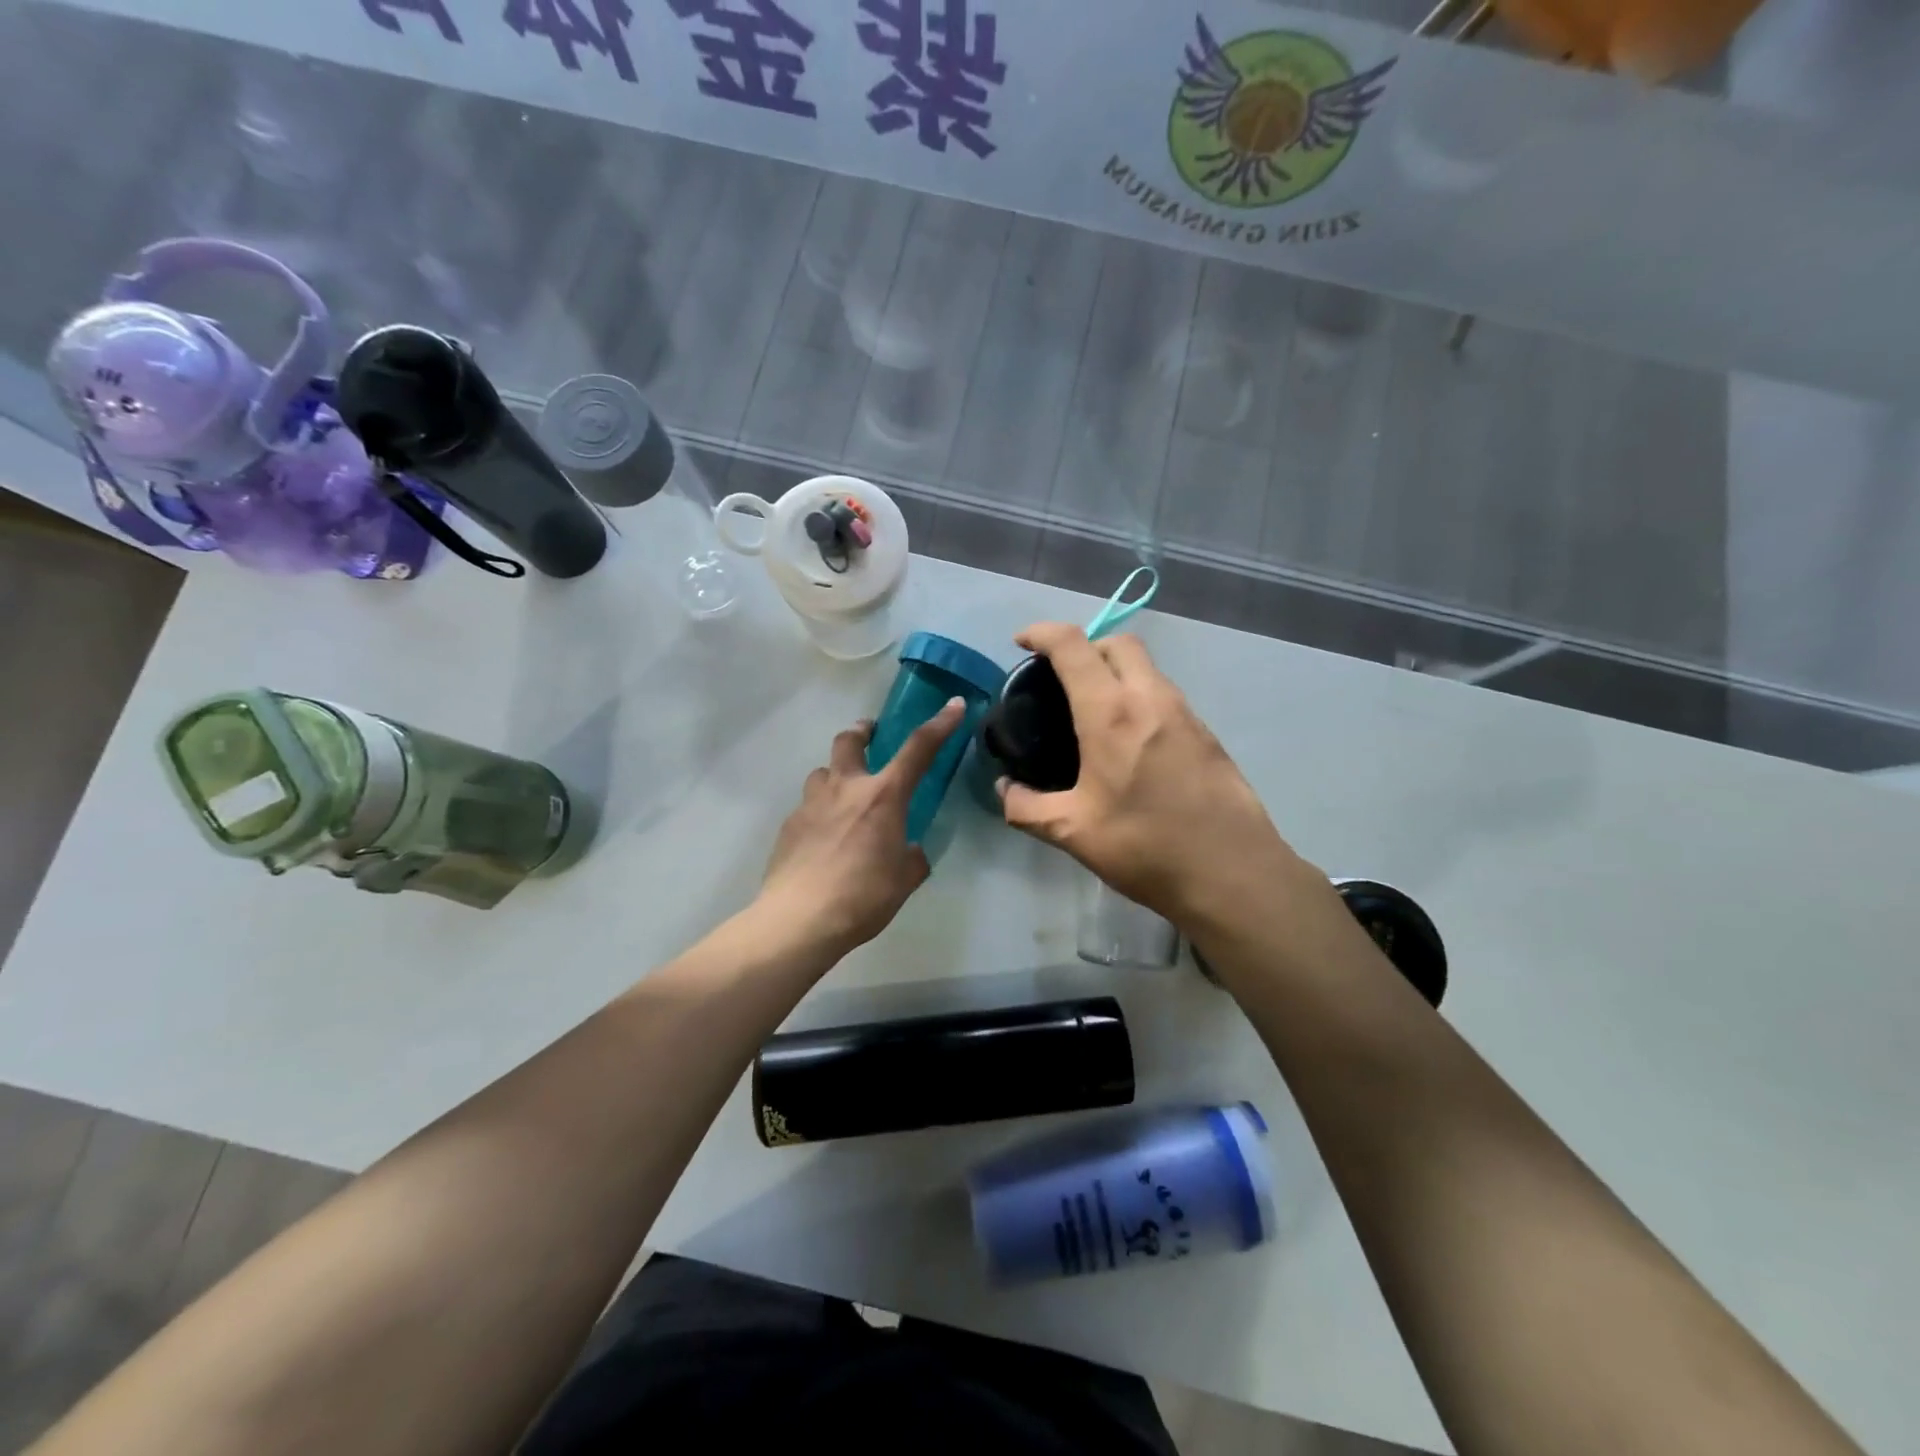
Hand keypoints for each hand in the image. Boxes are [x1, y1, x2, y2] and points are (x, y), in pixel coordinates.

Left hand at [758, 700, 966, 957]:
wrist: (800, 920)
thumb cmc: (863, 897)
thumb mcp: (904, 879)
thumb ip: (911, 857)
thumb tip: (909, 850)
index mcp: (883, 796)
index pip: (918, 749)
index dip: (940, 725)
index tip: (954, 705)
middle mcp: (845, 788)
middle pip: (849, 740)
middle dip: (862, 732)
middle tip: (870, 736)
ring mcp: (812, 804)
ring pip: (823, 772)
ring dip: (836, 774)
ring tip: (844, 796)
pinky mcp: (789, 825)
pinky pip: (808, 806)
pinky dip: (820, 812)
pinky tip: (823, 839)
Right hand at [997, 624, 1312, 927]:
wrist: (1233, 874)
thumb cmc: (1146, 847)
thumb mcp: (1072, 832)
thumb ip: (1026, 807)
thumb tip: (1004, 789)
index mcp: (1111, 713)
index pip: (1073, 645)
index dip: (1041, 632)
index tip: (1021, 642)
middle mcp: (1151, 699)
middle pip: (1117, 643)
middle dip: (1085, 645)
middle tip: (1061, 678)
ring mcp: (1186, 714)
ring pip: (1147, 668)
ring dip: (1116, 671)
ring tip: (1093, 711)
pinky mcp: (1207, 734)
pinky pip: (1165, 696)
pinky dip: (1140, 697)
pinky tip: (1131, 742)